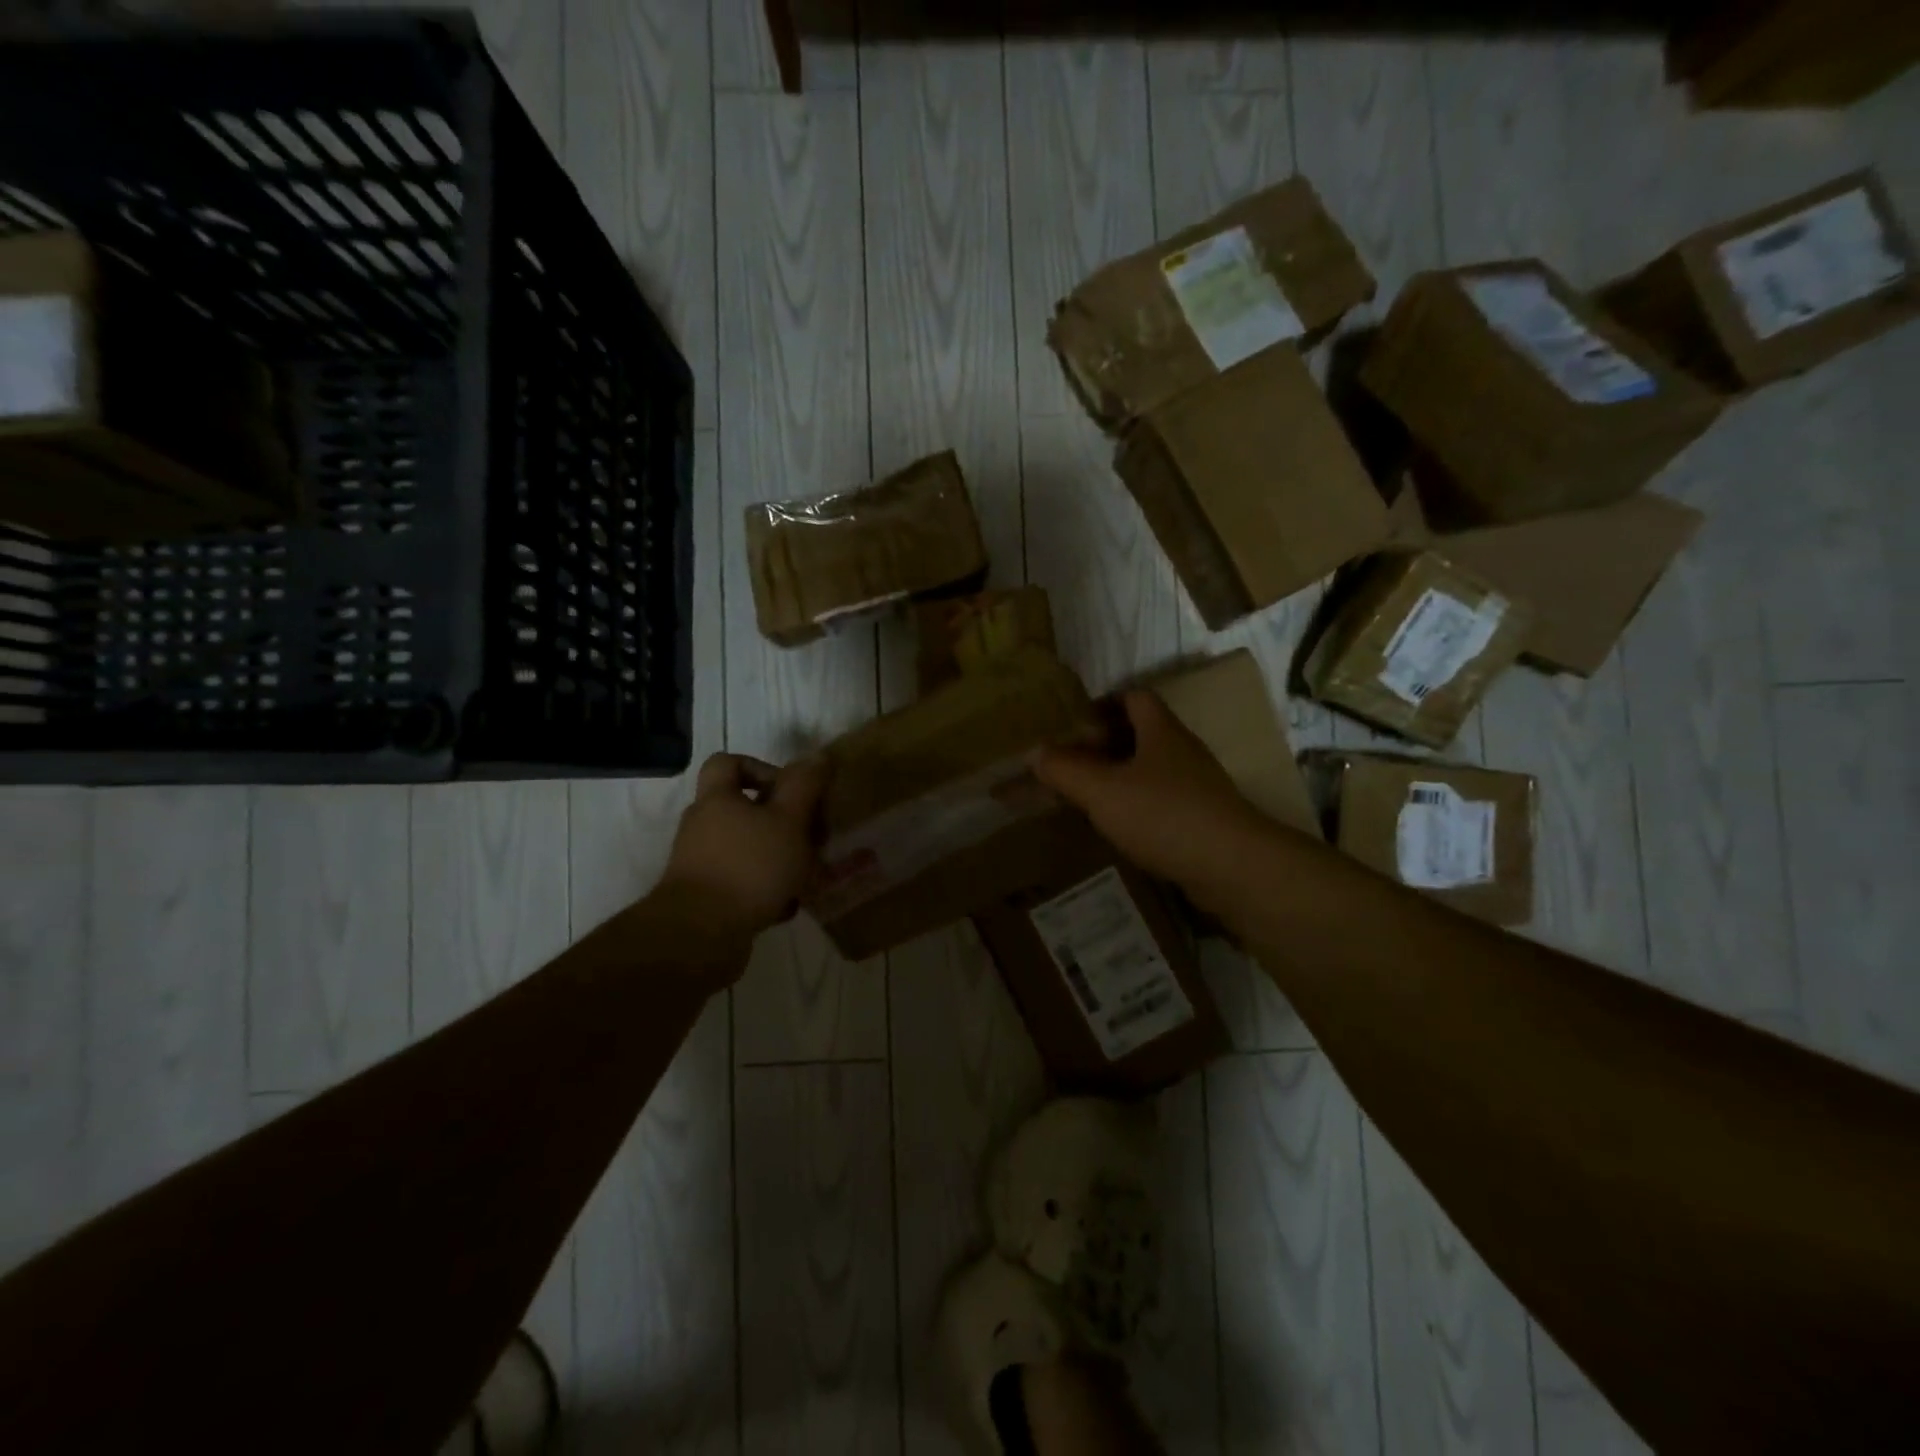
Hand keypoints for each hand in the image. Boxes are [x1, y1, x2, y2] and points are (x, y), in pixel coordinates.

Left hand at [657, 753, 829, 943]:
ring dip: (777, 858)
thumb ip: (804, 786)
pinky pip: (741, 884)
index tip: (790, 790)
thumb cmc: (749, 866)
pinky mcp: (705, 898)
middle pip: (742, 809)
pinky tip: (787, 906)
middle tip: (811, 836)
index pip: (728, 763)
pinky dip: (764, 890)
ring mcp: (700, 864)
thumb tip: (817, 756)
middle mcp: (703, 826)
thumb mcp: (788, 820)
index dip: (761, 767)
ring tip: (807, 873)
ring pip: (746, 849)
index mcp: (717, 799)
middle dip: (781, 821)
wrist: (699, 935)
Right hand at [1033, 690, 1274, 914]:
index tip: (1074, 722)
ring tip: (1089, 795)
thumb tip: (1035, 752)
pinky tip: (1120, 827)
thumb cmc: (1164, 815)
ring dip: (1122, 776)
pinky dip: (1139, 805)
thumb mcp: (1102, 791)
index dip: (1104, 702)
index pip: (1134, 697)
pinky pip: (1164, 800)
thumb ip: (1065, 770)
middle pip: (1143, 733)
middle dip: (1106, 743)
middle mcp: (1183, 751)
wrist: (1232, 867)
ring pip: (1153, 769)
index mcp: (1161, 731)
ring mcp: (1198, 785)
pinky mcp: (1205, 818)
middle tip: (1072, 761)